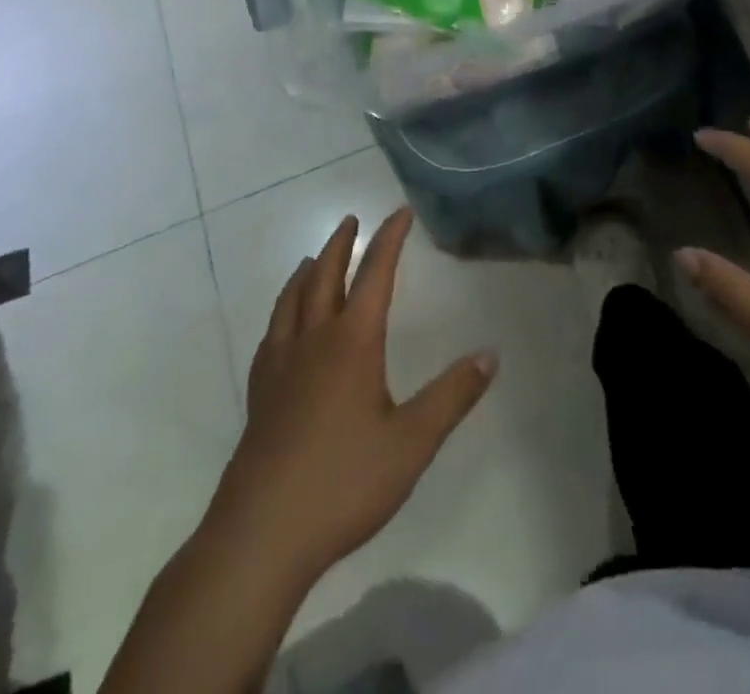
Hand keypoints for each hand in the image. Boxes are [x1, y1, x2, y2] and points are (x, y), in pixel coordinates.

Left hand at [208, 208, 496, 582]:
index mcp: (352, 343)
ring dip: (307, 273)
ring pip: (291, 302)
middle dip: (341, 245)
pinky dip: (281, 313)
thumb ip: (452, 396)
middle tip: (351, 220)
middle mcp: (313, 342)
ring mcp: (280, 368)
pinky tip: (283, 327)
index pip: (374, 274)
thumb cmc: (343, 483)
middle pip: (325, 277)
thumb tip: (490, 354)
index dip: (389, 239)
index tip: (400, 212)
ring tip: (314, 259)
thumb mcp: (412, 443)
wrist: (260, 536)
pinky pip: (271, 336)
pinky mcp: (259, 396)